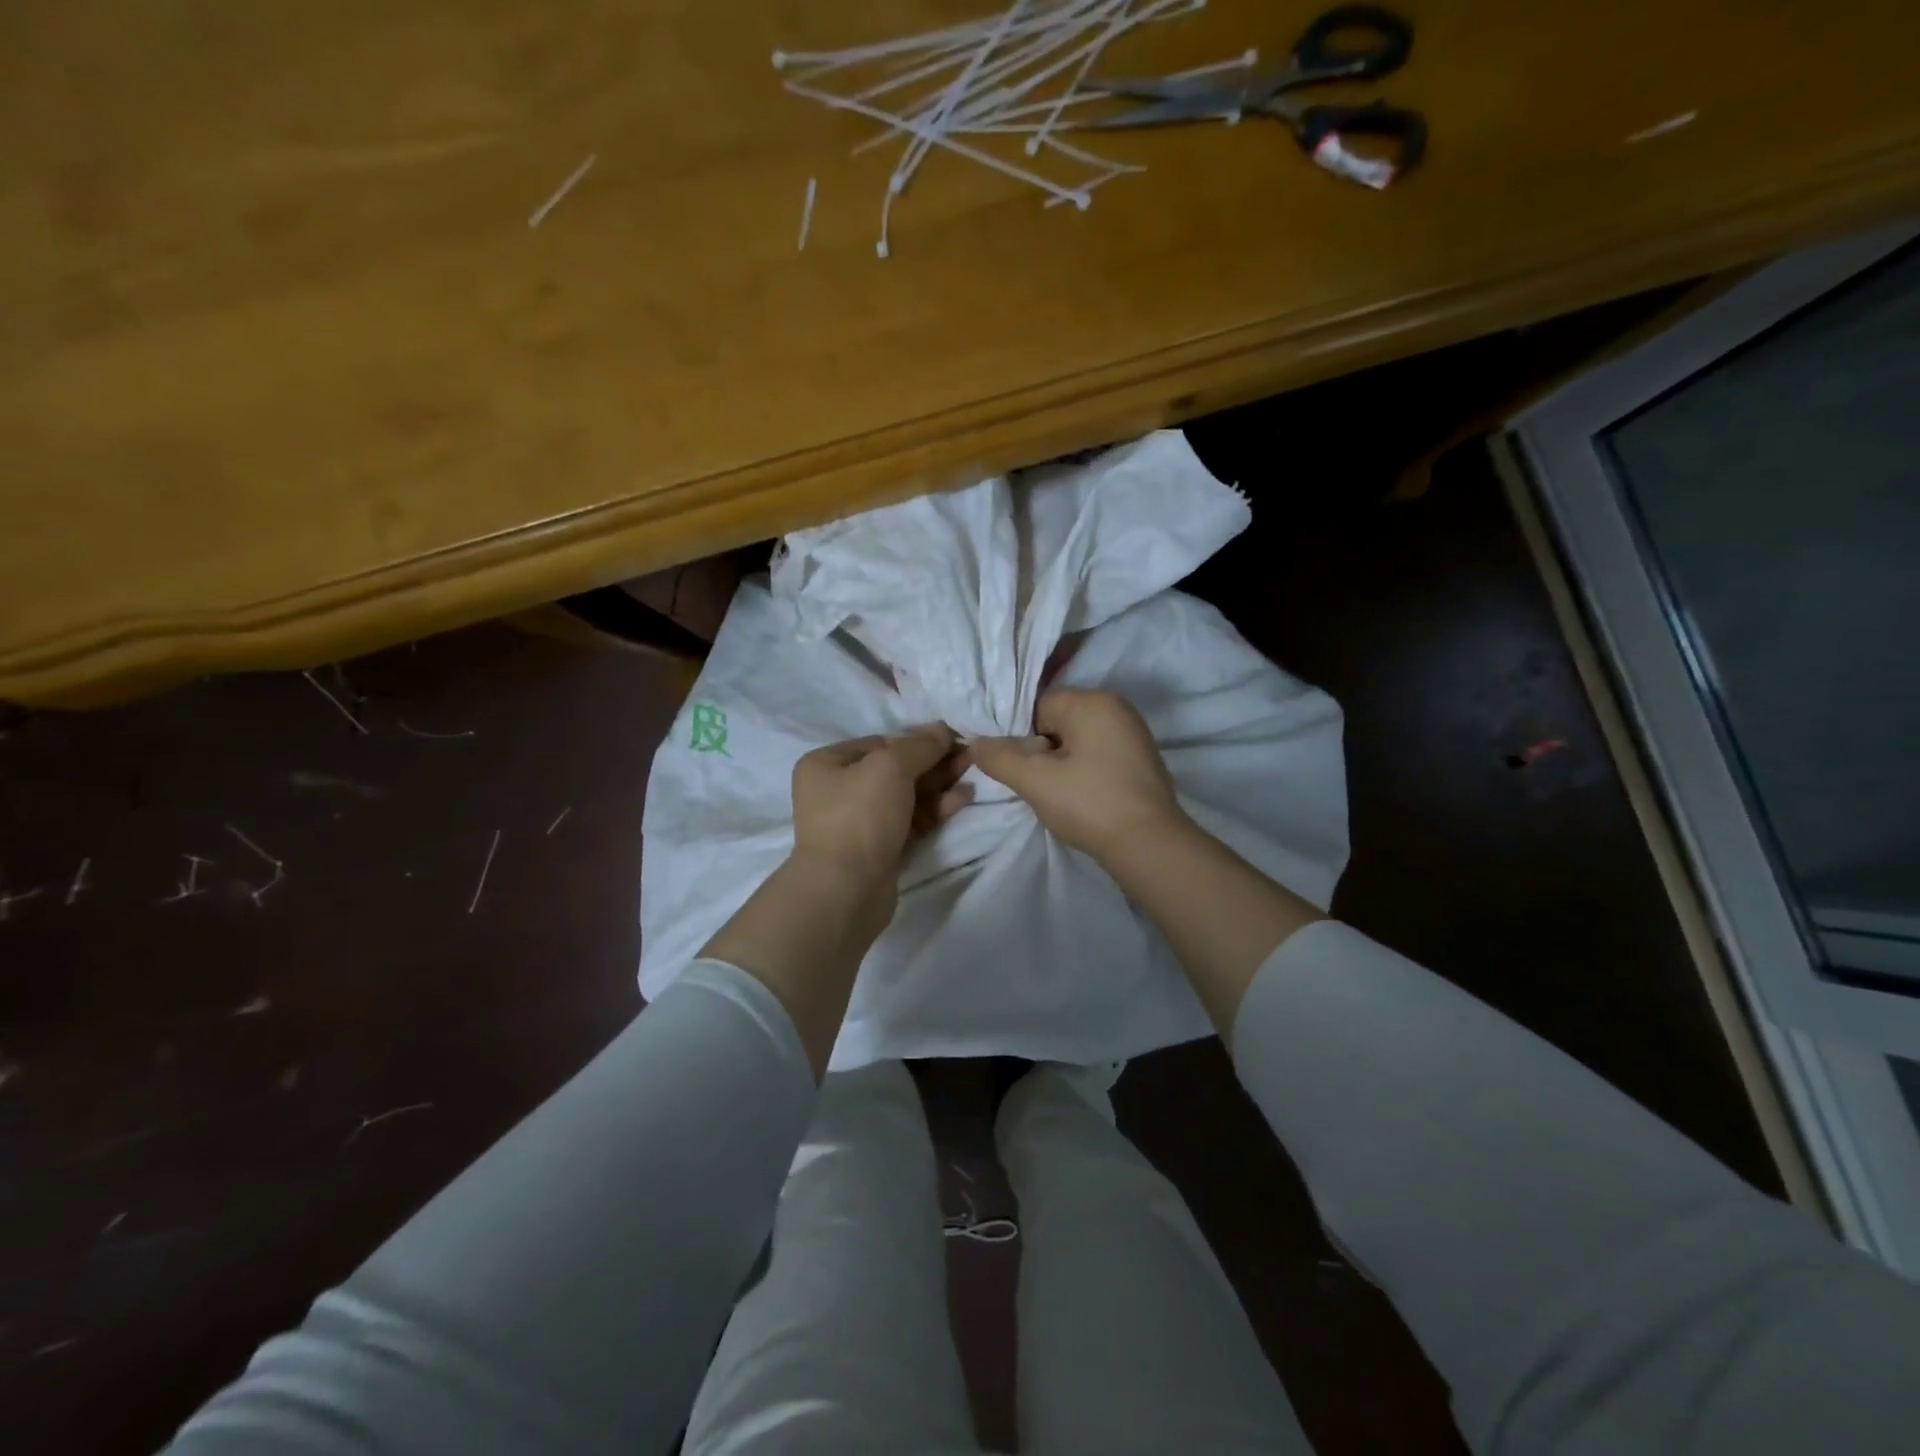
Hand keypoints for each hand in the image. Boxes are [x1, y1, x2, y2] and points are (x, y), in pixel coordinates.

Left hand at [791, 725, 972, 886]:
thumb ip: (920, 745)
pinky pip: (911, 820)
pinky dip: (935, 809)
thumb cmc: (860, 816)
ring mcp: (859, 823)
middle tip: (970, 755)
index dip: (916, 739)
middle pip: (895, 769)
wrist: (846, 890)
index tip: (951, 738)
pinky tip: (963, 798)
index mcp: (827, 765)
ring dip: (939, 784)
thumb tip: (942, 729)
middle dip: (933, 762)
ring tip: (973, 772)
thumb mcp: (890, 767)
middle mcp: (838, 791)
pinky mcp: (880, 849)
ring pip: (906, 796)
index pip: (878, 743)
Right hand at [972, 689, 1182, 858]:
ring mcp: (1133, 733)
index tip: (1021, 770)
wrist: (1149, 845)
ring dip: (1062, 763)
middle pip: (1058, 721)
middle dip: (1042, 750)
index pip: (1038, 706)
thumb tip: (976, 743)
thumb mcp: (1034, 781)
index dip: (1021, 738)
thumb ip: (999, 758)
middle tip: (1038, 784)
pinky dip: (1084, 771)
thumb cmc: (1089, 804)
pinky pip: (1098, 754)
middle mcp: (1116, 707)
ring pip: (1078, 740)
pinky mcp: (1141, 759)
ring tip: (1060, 794)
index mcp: (1092, 702)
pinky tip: (1082, 798)